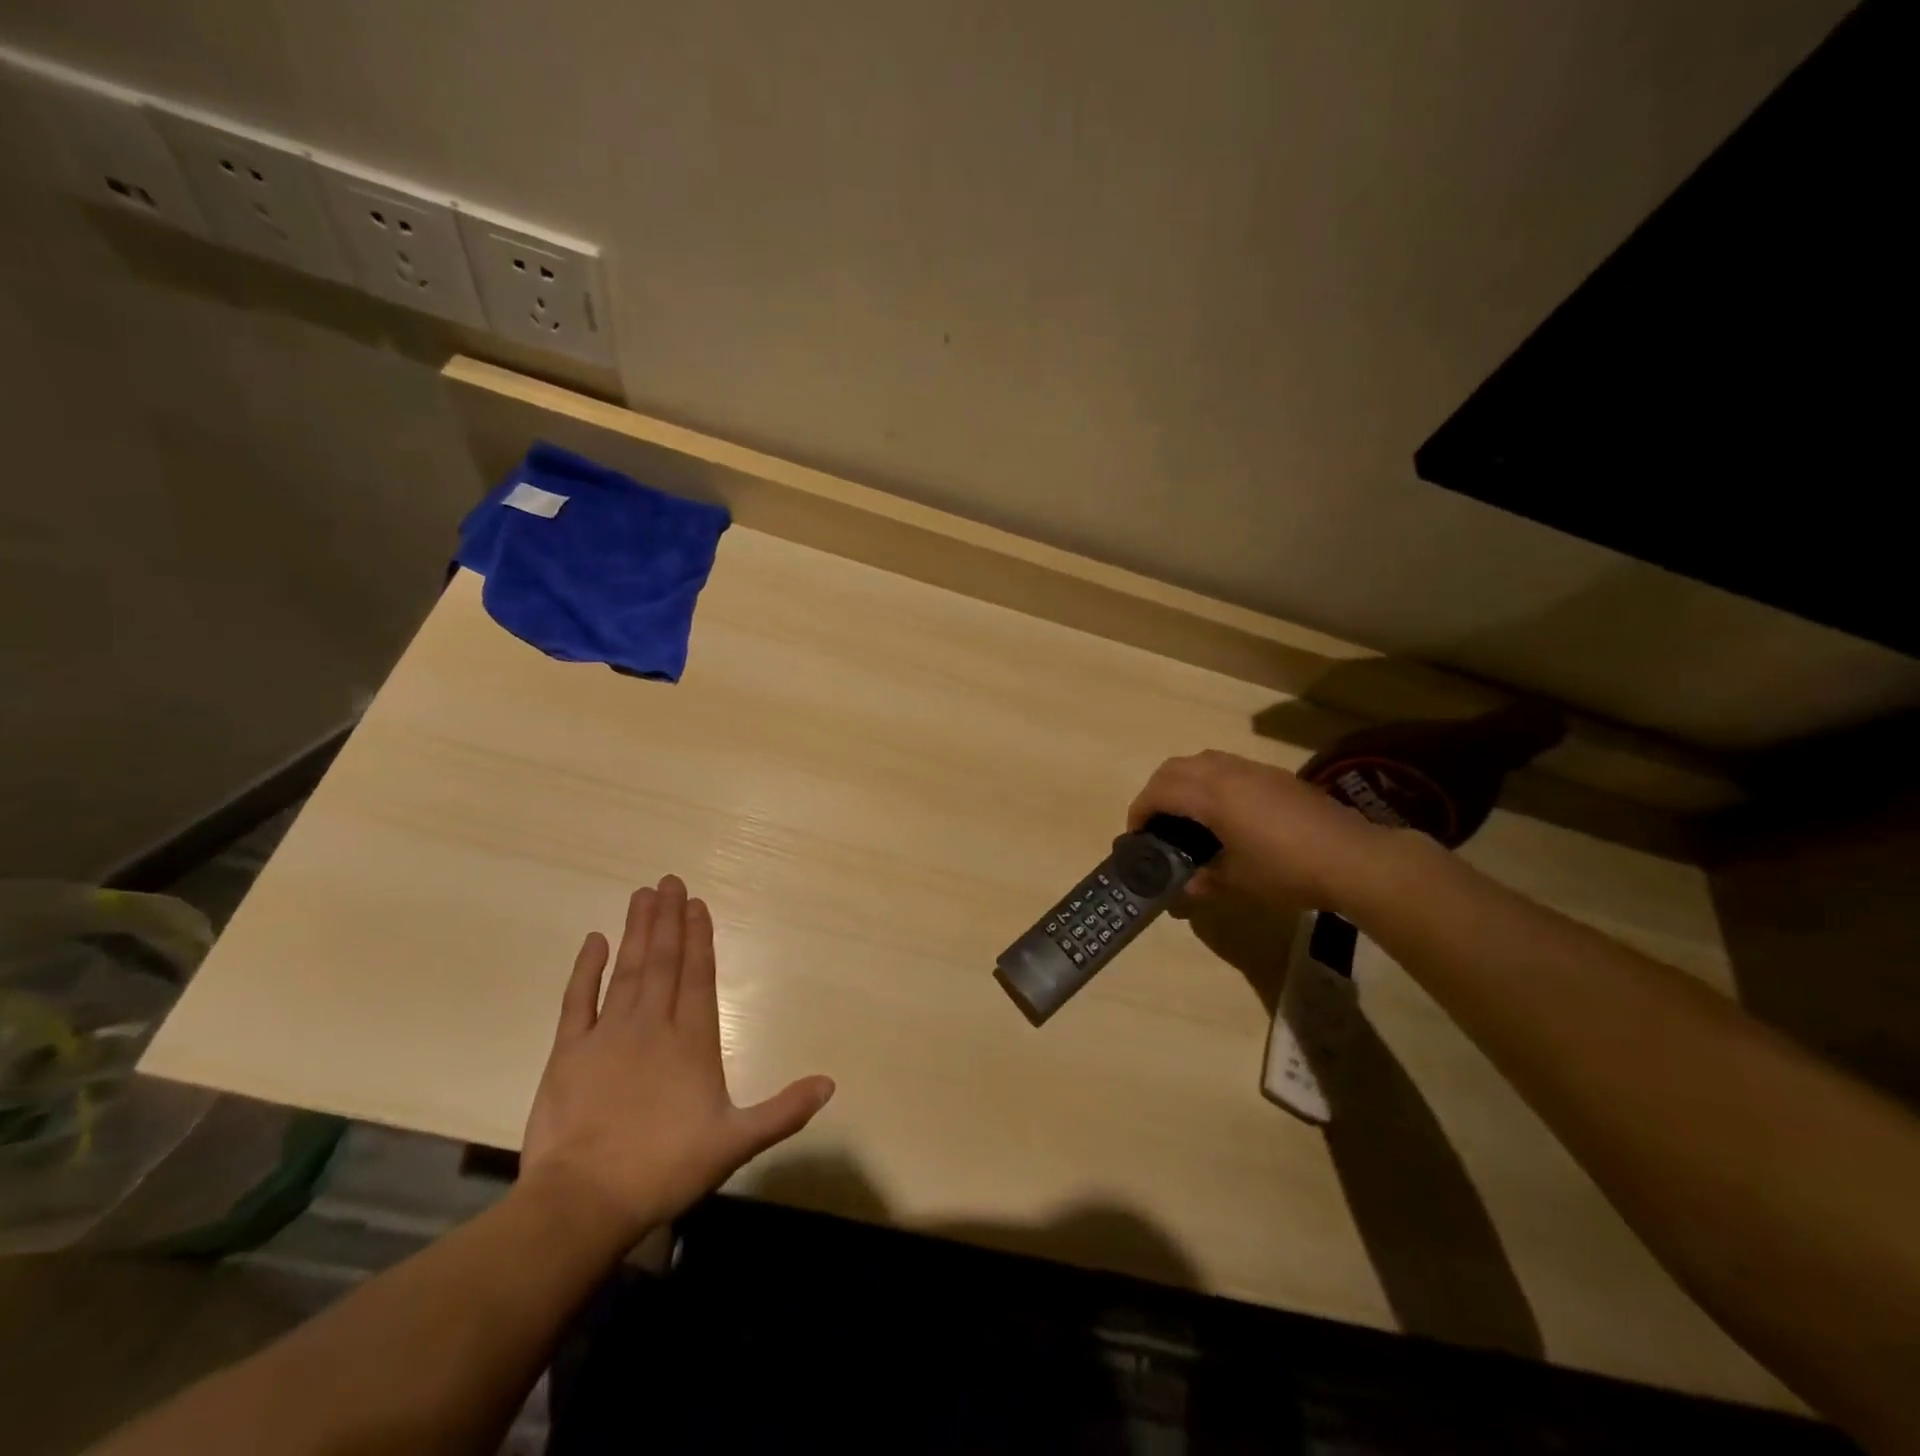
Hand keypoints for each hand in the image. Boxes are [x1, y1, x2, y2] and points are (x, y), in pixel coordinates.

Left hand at [520, 875, 833, 1247]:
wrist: (584, 1201)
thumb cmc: (665, 1169)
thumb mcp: (736, 1143)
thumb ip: (783, 1110)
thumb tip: (830, 1083)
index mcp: (692, 1041)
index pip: (699, 976)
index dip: (699, 938)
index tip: (697, 904)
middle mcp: (653, 1025)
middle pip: (663, 961)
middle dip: (668, 920)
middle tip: (669, 881)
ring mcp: (608, 1035)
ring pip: (627, 970)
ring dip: (637, 931)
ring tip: (642, 895)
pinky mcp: (569, 1052)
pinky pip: (578, 1000)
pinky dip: (586, 970)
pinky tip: (594, 941)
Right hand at [1127, 749, 1390, 911]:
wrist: (1353, 858)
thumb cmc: (1288, 870)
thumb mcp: (1239, 881)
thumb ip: (1205, 880)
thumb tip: (1185, 888)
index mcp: (1212, 796)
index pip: (1160, 792)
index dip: (1140, 811)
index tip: (1136, 836)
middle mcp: (1228, 773)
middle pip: (1174, 767)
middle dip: (1155, 791)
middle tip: (1154, 822)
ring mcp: (1254, 770)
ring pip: (1202, 760)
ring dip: (1182, 780)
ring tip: (1183, 813)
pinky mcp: (1274, 775)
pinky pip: (1226, 765)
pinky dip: (1208, 780)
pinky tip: (1222, 810)